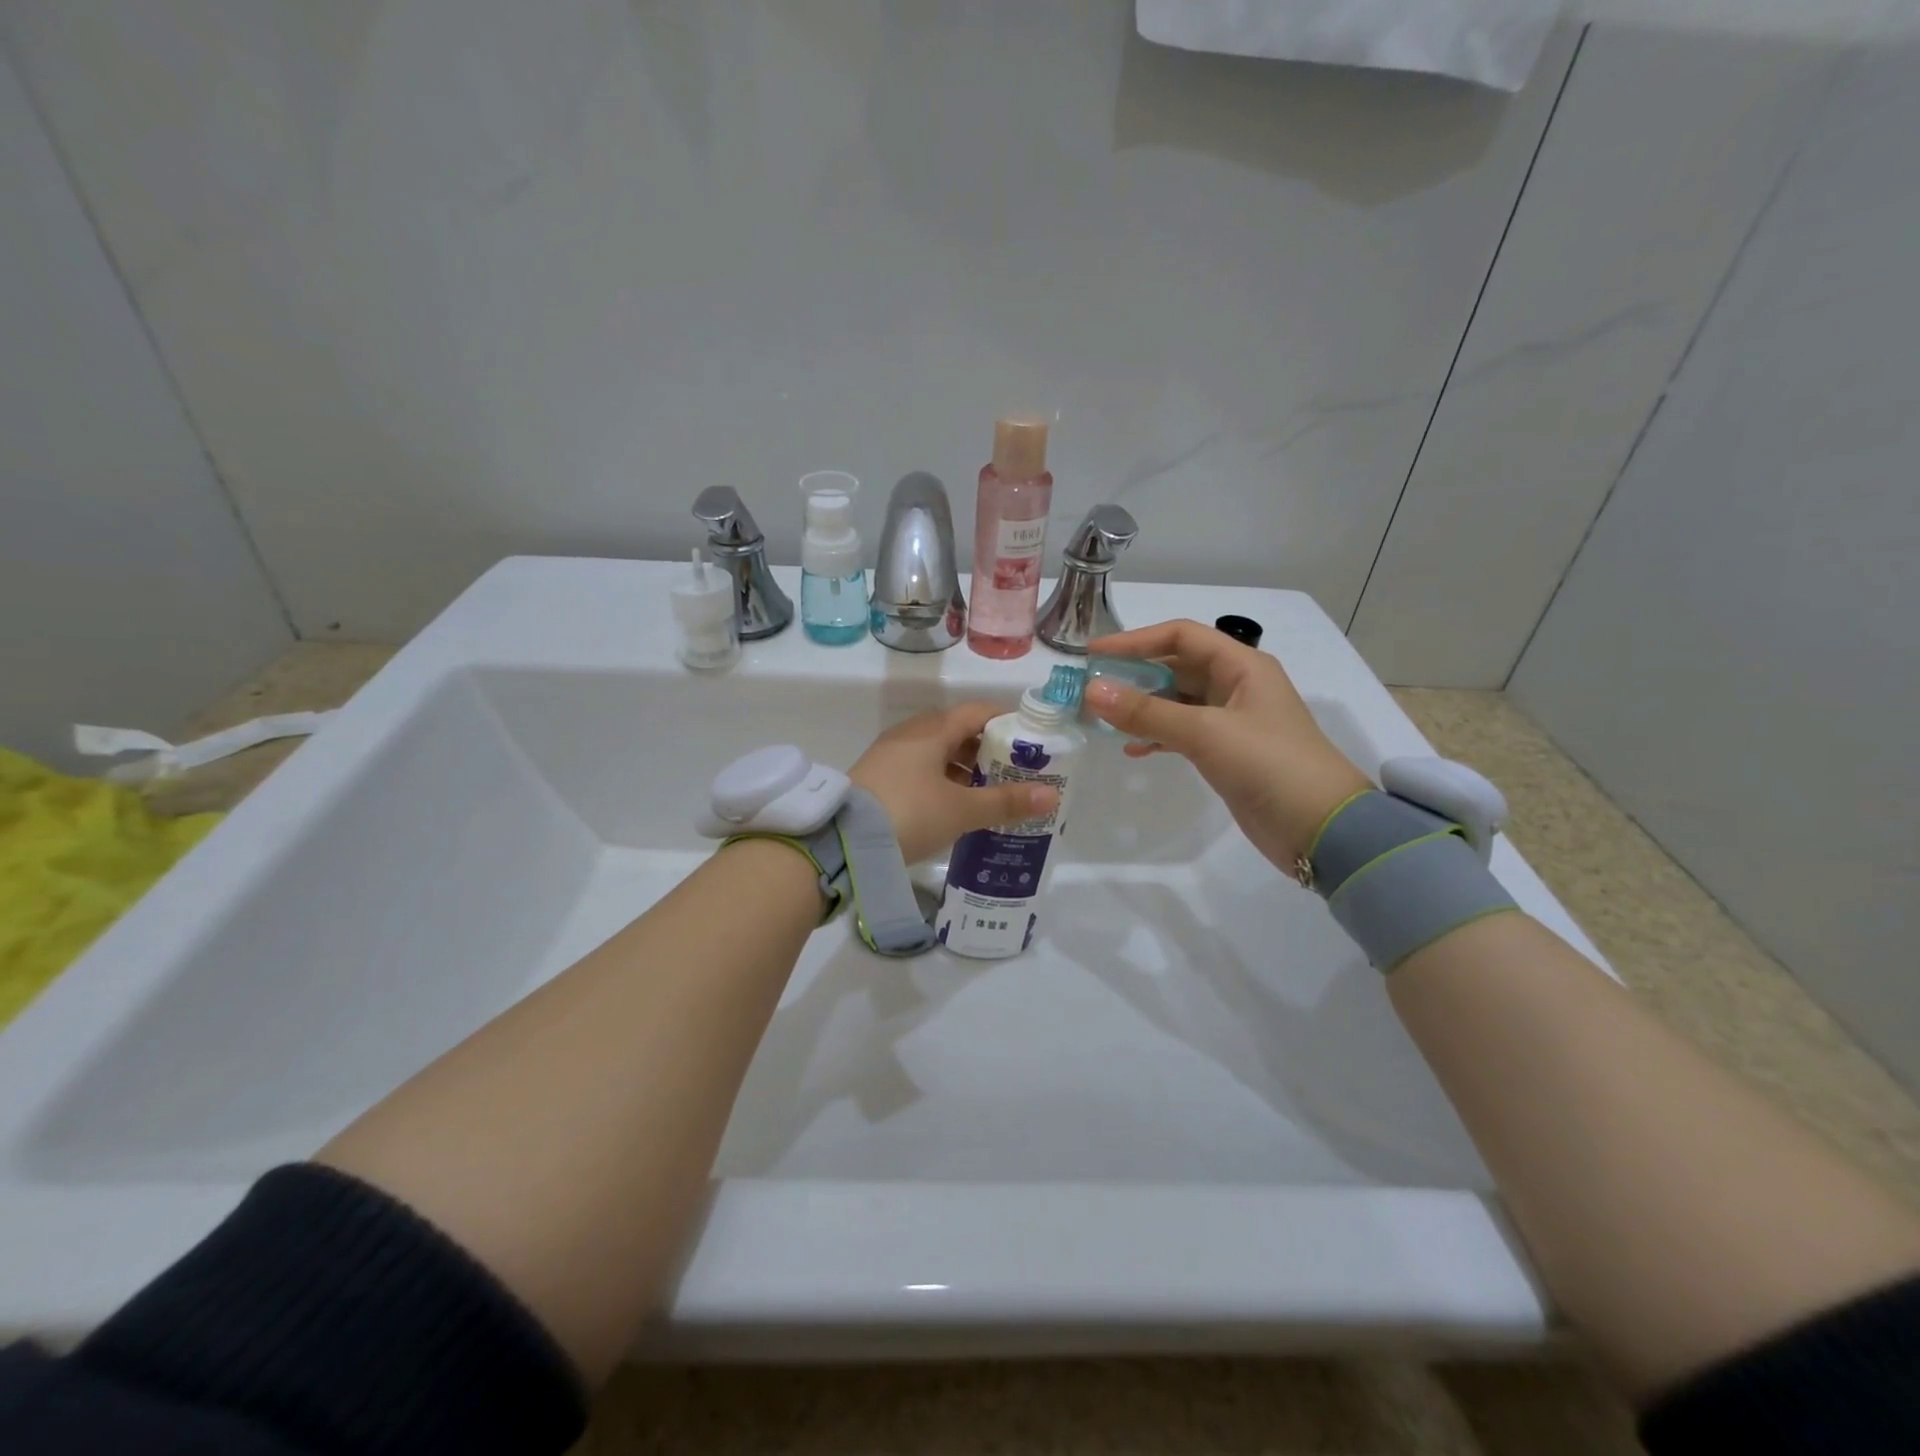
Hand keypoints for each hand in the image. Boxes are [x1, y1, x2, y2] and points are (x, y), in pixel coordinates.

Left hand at [850, 703, 1059, 864]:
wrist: (842, 841)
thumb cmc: (909, 813)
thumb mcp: (961, 810)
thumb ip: (1005, 802)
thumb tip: (1051, 795)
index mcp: (932, 730)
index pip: (977, 712)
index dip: (1006, 723)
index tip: (1030, 743)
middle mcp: (910, 734)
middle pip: (957, 731)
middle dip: (987, 750)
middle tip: (1013, 774)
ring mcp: (889, 755)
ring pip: (936, 752)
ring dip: (963, 769)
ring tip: (988, 794)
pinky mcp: (877, 777)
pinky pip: (919, 769)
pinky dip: (941, 781)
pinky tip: (953, 806)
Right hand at [1082, 619, 1371, 873]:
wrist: (1320, 828)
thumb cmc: (1269, 765)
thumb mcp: (1206, 733)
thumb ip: (1147, 712)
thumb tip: (1092, 691)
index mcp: (1241, 666)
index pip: (1180, 636)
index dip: (1135, 640)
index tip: (1093, 653)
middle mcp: (1236, 686)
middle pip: (1176, 667)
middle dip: (1133, 674)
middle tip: (1090, 687)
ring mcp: (1231, 721)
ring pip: (1176, 701)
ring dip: (1141, 707)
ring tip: (1102, 718)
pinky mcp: (1226, 753)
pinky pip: (1181, 732)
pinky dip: (1156, 736)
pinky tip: (1132, 749)